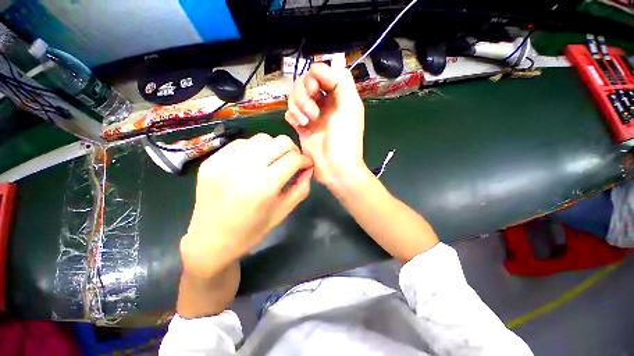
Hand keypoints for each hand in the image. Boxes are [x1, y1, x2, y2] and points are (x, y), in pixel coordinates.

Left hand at [181, 133, 312, 278]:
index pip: (293, 159)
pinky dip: (254, 149)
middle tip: (292, 161)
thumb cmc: (251, 231)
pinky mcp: (212, 160)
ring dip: (273, 147)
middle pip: (280, 142)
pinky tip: (253, 162)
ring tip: (272, 161)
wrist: (210, 240)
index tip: (306, 165)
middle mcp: (245, 169)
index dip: (304, 160)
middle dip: (293, 150)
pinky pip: (241, 142)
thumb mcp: (283, 212)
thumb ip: (301, 188)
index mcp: (264, 187)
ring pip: (262, 138)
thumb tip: (308, 168)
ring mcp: (225, 161)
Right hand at [285, 63, 366, 192]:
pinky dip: (292, 116)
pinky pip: (290, 113)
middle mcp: (323, 103)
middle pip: (304, 83)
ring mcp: (311, 116)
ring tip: (307, 122)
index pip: (321, 73)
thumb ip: (342, 82)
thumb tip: (325, 66)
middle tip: (313, 112)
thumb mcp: (350, 107)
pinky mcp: (301, 127)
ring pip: (294, 97)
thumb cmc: (345, 139)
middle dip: (305, 94)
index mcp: (337, 96)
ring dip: (298, 106)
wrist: (335, 168)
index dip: (316, 75)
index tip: (317, 88)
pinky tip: (299, 125)